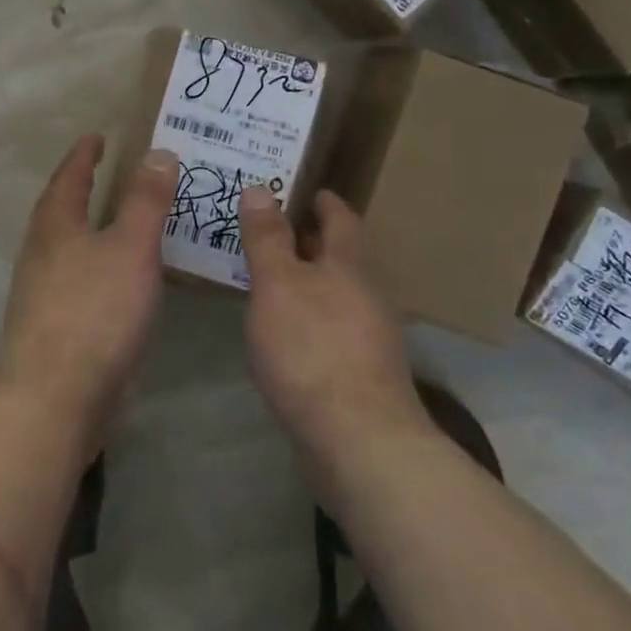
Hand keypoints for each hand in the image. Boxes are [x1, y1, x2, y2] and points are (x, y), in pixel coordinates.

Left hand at [0, 134, 180, 454]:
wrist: (53, 399)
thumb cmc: (94, 313)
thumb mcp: (130, 249)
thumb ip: (145, 201)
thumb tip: (157, 152)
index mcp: (55, 226)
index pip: (69, 177)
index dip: (84, 155)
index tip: (96, 137)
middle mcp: (40, 254)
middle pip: (58, 210)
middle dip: (79, 189)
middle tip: (106, 174)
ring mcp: (39, 293)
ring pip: (64, 247)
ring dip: (86, 229)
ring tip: (116, 223)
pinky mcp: (49, 328)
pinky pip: (73, 280)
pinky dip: (94, 266)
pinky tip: (114, 283)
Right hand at [238, 186, 429, 457]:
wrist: (359, 441)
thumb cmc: (313, 349)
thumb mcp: (278, 284)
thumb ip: (267, 238)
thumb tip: (260, 189)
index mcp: (349, 266)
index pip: (342, 220)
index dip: (324, 202)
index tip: (305, 190)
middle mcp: (367, 296)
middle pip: (341, 258)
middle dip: (311, 242)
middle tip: (271, 230)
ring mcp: (369, 339)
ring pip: (337, 295)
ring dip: (309, 282)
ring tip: (270, 279)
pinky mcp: (362, 375)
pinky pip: (332, 330)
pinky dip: (310, 318)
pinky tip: (286, 334)